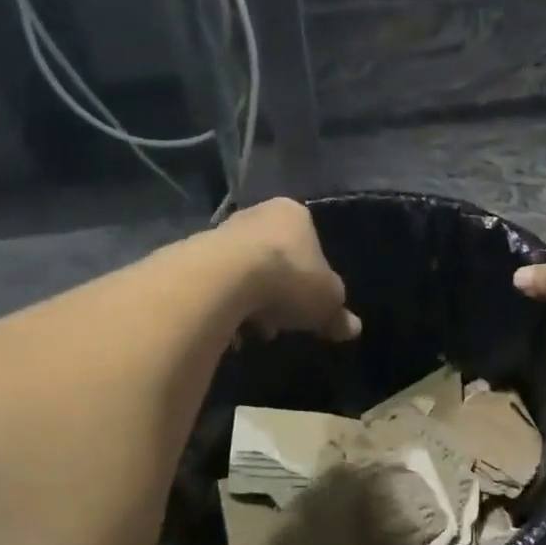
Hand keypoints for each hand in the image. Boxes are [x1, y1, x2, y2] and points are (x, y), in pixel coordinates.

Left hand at [222, 198, 361, 341]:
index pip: (309, 241)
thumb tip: (352, 328)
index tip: (309, 304)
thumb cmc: (289, 279)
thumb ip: (338, 314)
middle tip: (283, 320)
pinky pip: (217, 287)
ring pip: (244, 272)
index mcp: (293, 214)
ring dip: (251, 302)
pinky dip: (225, 307)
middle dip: (280, 291)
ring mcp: (220, 232)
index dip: (312, 276)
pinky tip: (230, 329)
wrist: (222, 280)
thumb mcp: (327, 302)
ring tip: (255, 330)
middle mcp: (256, 214)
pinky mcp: (192, 256)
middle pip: (275, 257)